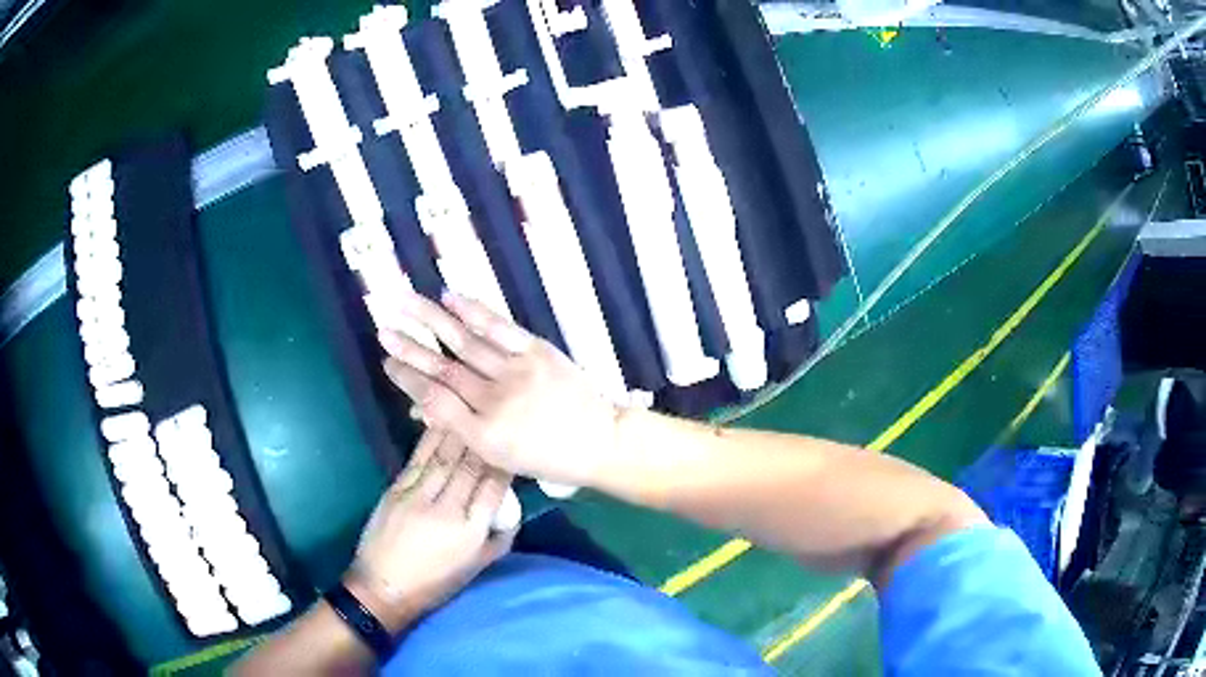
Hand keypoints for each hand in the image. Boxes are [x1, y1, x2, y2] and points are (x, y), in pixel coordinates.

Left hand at [346, 429, 515, 632]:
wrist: (383, 587)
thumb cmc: (435, 584)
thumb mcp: (476, 569)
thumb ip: (499, 539)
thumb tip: (510, 510)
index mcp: (469, 531)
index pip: (493, 487)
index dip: (504, 464)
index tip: (512, 446)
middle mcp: (446, 509)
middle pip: (469, 466)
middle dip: (483, 440)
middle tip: (494, 417)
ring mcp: (417, 496)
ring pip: (444, 456)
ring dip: (460, 431)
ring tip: (472, 410)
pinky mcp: (396, 489)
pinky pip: (419, 458)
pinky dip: (432, 438)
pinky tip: (442, 422)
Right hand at [375, 291, 620, 487]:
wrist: (598, 440)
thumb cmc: (545, 455)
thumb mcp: (498, 456)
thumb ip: (458, 429)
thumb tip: (419, 406)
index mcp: (483, 435)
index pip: (434, 399)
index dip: (406, 379)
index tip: (387, 362)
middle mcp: (495, 402)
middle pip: (442, 368)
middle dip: (408, 347)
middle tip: (382, 328)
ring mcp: (517, 373)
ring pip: (464, 342)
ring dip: (430, 319)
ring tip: (403, 302)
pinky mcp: (537, 352)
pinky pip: (499, 327)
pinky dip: (473, 310)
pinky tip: (449, 296)